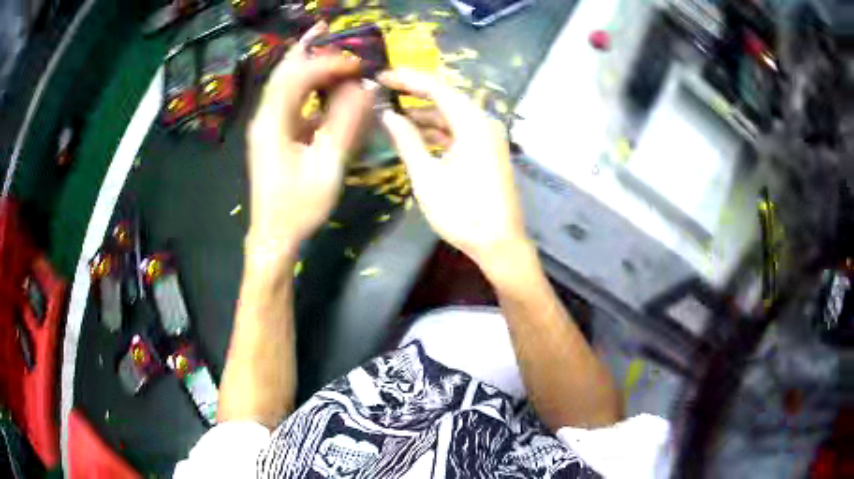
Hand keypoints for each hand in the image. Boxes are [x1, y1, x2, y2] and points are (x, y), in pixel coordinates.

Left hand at [246, 22, 375, 254]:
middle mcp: (265, 117)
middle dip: (306, 47)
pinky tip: (320, 81)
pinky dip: (304, 84)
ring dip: (304, 62)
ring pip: (284, 83)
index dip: (328, 63)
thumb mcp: (327, 165)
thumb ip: (345, 123)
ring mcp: (266, 125)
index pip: (299, 76)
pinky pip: (288, 99)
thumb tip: (364, 88)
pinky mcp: (272, 135)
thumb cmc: (299, 206)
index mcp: (273, 122)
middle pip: (284, 71)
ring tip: (323, 42)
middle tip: (327, 27)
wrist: (273, 235)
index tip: (358, 63)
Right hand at [378, 69, 529, 268]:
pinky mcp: (487, 152)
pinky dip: (438, 132)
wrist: (500, 244)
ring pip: (452, 116)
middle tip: (384, 92)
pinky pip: (459, 132)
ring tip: (393, 115)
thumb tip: (388, 115)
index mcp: (472, 123)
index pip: (436, 88)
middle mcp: (484, 123)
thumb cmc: (462, 212)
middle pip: (445, 99)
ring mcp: (488, 138)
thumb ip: (406, 140)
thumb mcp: (427, 176)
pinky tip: (415, 135)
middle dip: (414, 95)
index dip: (407, 79)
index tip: (382, 76)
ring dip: (424, 115)